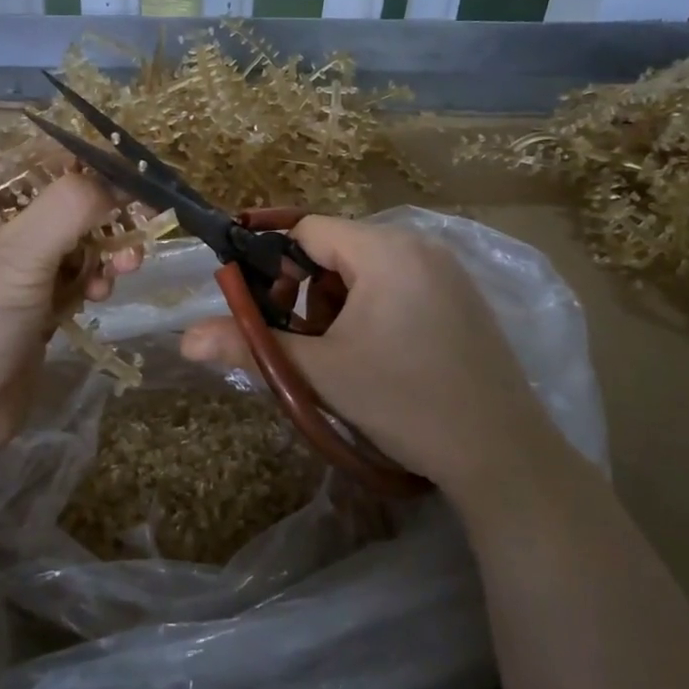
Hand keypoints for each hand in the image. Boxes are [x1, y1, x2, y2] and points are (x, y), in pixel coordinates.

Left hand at [0, 165, 140, 457]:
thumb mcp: (15, 257)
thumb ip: (70, 207)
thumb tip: (119, 179)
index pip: (37, 163)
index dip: (87, 166)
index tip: (133, 177)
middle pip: (62, 203)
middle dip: (103, 216)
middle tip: (139, 228)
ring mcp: (11, 270)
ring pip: (74, 242)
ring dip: (103, 252)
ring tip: (123, 270)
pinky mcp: (31, 306)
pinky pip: (73, 278)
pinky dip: (91, 282)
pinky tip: (98, 297)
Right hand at [181, 216, 543, 489]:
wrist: (503, 457)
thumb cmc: (405, 401)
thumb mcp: (320, 372)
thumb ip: (251, 345)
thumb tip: (185, 339)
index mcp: (385, 249)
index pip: (306, 231)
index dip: (272, 266)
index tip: (262, 312)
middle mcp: (420, 245)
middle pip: (336, 250)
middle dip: (305, 293)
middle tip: (303, 343)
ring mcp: (448, 272)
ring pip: (366, 271)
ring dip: (336, 306)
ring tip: (339, 357)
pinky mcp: (462, 300)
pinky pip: (398, 286)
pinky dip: (372, 312)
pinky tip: (379, 359)